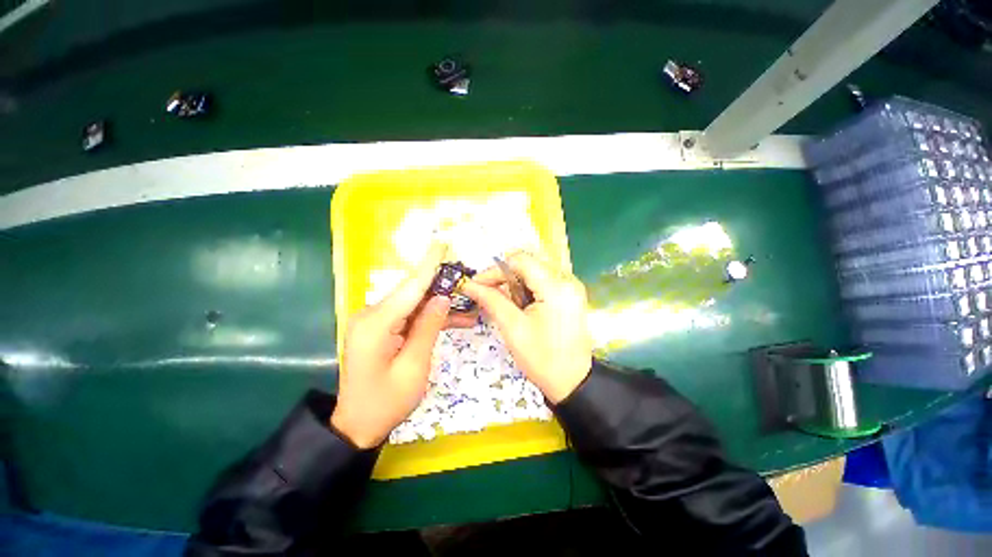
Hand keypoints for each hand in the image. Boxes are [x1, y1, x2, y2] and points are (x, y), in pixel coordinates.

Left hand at [331, 243, 469, 448]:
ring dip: (440, 306)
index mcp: (375, 324)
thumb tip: (442, 297)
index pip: (410, 286)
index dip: (429, 265)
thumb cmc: (386, 402)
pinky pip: (409, 316)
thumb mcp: (414, 366)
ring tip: (469, 310)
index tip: (442, 243)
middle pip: (412, 292)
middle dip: (442, 286)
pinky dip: (429, 317)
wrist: (357, 425)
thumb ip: (428, 327)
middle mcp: (371, 315)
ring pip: (414, 304)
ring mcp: (375, 321)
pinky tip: (454, 320)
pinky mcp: (380, 328)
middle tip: (468, 283)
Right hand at [461, 252, 592, 403]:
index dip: (495, 270)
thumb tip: (469, 285)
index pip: (520, 261)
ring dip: (515, 284)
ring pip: (535, 272)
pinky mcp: (570, 295)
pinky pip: (543, 282)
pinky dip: (527, 289)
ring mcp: (572, 287)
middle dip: (504, 277)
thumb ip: (491, 300)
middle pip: (528, 264)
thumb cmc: (542, 359)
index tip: (478, 285)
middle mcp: (567, 280)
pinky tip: (519, 305)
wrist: (573, 383)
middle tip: (487, 294)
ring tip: (502, 302)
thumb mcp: (513, 328)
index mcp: (555, 287)